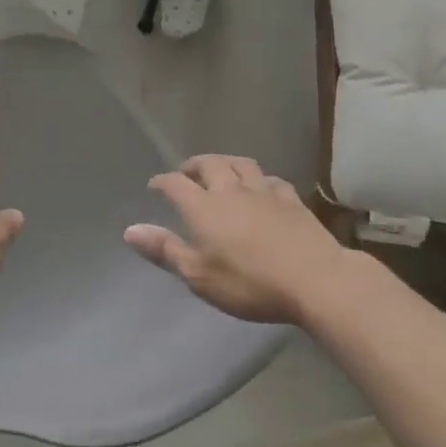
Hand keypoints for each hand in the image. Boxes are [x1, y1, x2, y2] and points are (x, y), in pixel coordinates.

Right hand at [124, 155, 346, 323]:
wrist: (315, 280)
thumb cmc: (250, 283)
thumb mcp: (199, 276)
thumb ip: (165, 250)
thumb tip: (130, 230)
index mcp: (203, 207)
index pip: (175, 184)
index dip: (162, 182)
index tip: (155, 185)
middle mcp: (230, 190)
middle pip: (209, 164)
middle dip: (194, 165)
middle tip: (187, 173)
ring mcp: (264, 191)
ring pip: (241, 164)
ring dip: (226, 163)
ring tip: (222, 171)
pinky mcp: (292, 200)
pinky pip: (271, 180)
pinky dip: (260, 180)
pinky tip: (263, 188)